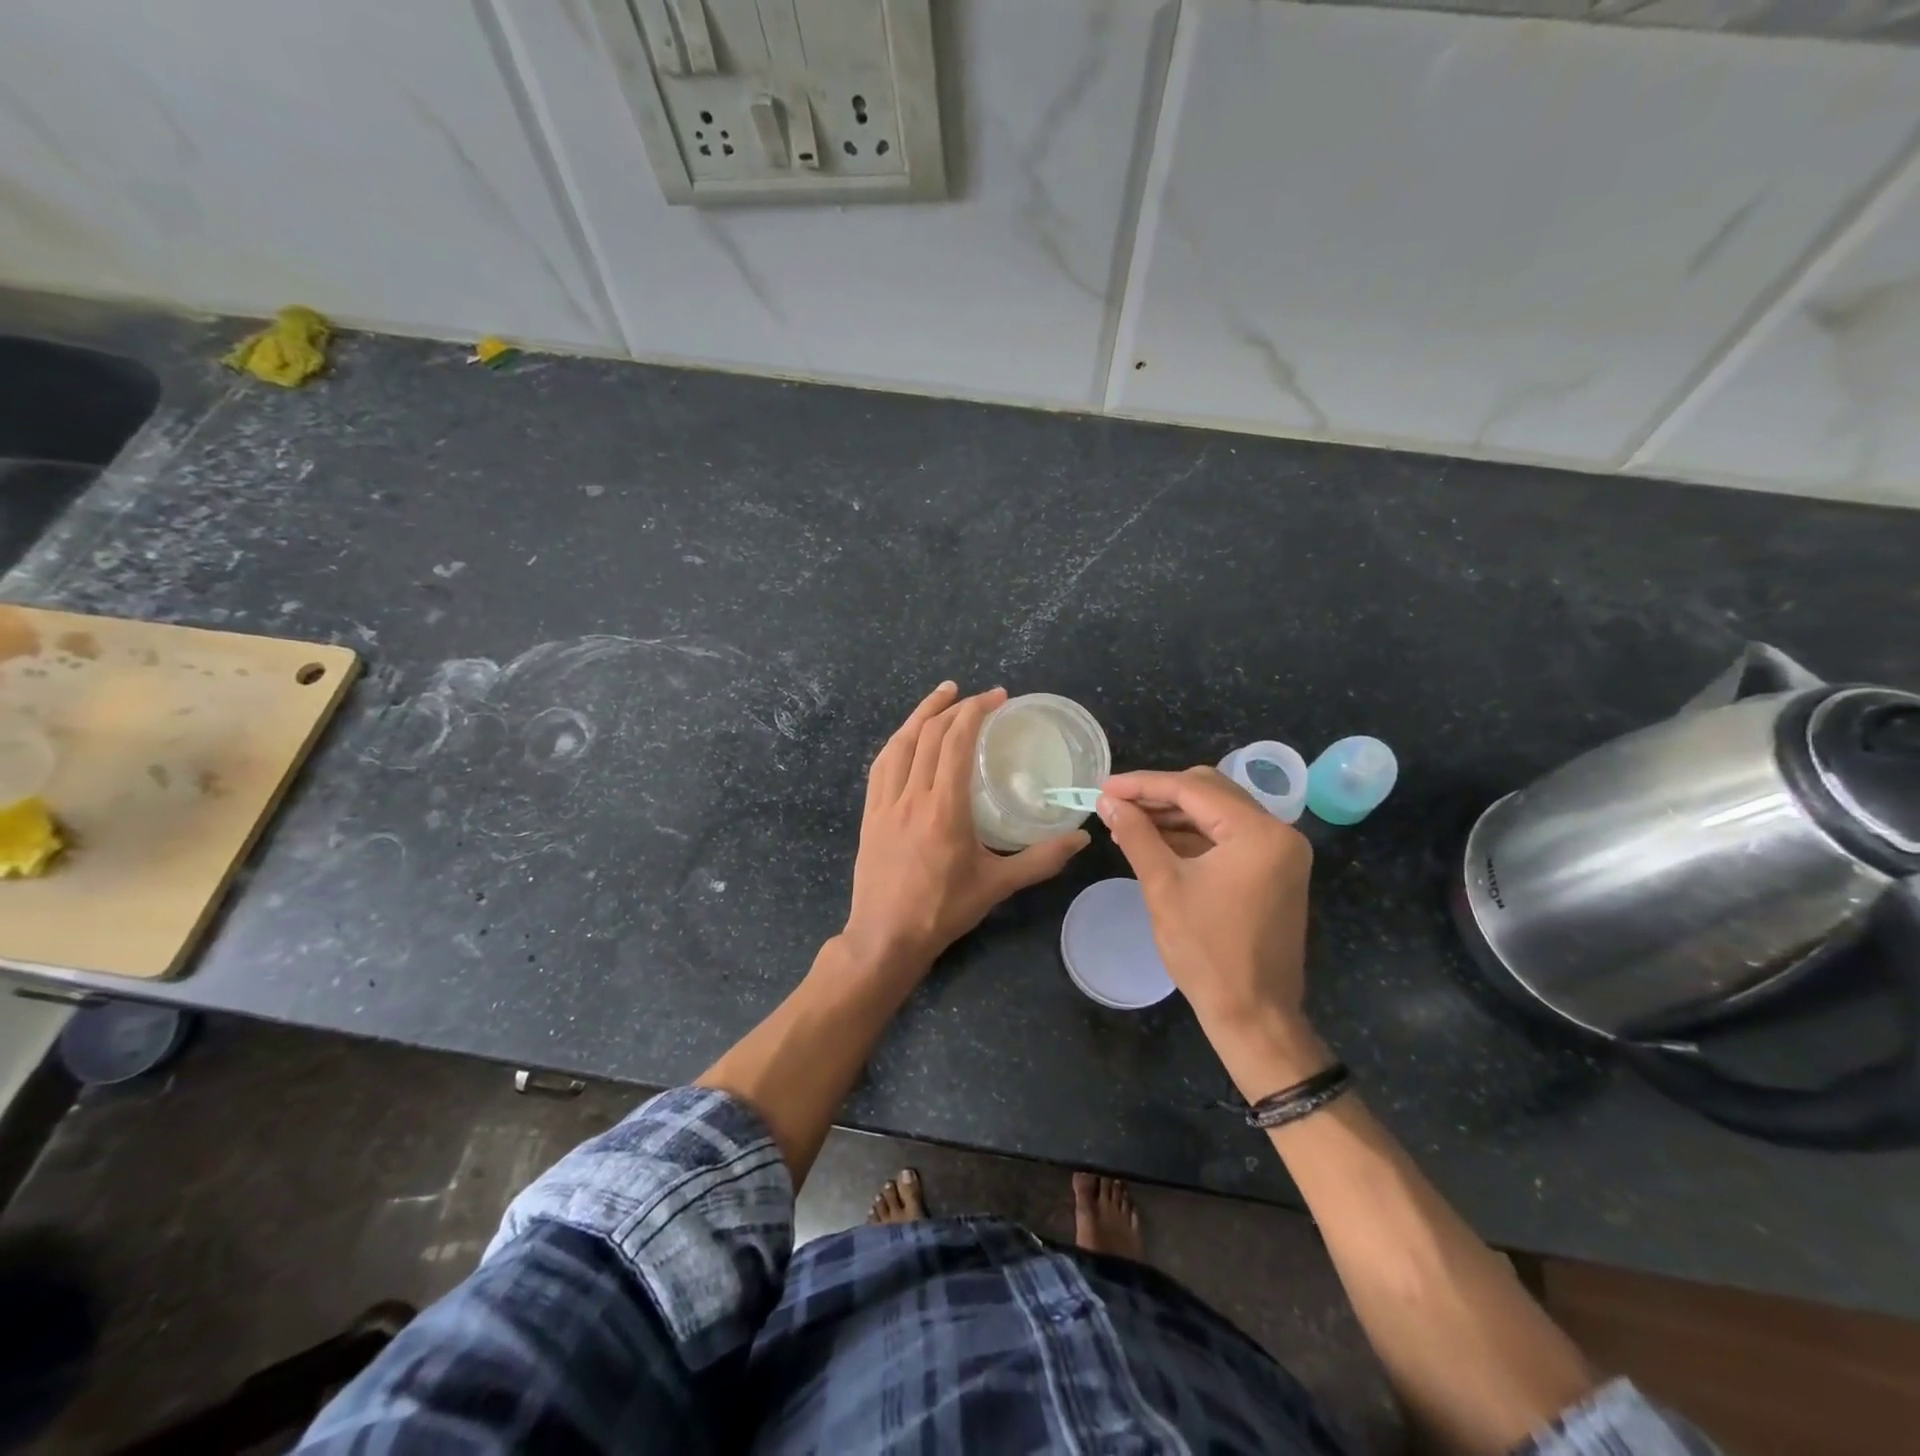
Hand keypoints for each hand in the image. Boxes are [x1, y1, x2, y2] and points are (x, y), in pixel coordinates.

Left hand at [842, 682, 1088, 975]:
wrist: (886, 937)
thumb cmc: (943, 910)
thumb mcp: (998, 885)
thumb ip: (1041, 859)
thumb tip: (1081, 838)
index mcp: (944, 807)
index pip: (957, 742)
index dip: (976, 711)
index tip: (998, 698)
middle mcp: (912, 795)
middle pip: (930, 735)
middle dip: (955, 706)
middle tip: (980, 696)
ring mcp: (885, 802)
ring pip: (900, 743)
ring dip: (922, 713)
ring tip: (942, 695)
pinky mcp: (870, 813)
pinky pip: (881, 765)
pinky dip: (898, 741)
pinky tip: (907, 735)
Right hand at [1098, 768, 1315, 1046]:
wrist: (1253, 1015)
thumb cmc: (1207, 952)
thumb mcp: (1163, 886)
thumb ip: (1136, 835)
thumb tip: (1109, 801)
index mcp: (1259, 832)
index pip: (1193, 789)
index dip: (1143, 784)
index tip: (1104, 786)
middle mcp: (1278, 833)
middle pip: (1210, 792)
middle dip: (1159, 795)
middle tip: (1116, 803)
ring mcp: (1280, 853)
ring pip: (1218, 813)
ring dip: (1173, 815)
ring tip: (1127, 822)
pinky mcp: (1273, 871)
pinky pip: (1228, 838)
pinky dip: (1192, 836)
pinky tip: (1156, 841)